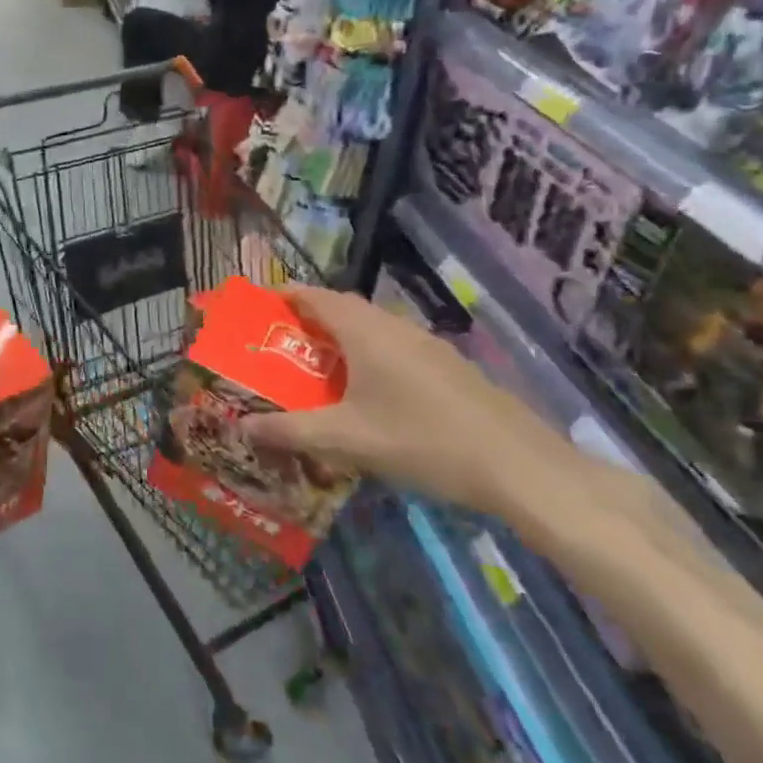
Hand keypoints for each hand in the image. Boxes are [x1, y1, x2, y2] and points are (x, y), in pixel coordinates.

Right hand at [240, 286, 578, 516]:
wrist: (520, 466)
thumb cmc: (421, 440)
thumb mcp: (345, 439)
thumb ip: (290, 430)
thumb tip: (242, 426)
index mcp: (364, 330)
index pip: (314, 295)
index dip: (284, 296)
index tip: (257, 309)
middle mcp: (393, 326)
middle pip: (342, 308)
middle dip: (308, 320)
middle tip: (280, 346)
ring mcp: (426, 344)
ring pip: (371, 329)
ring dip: (340, 340)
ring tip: (317, 370)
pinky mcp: (448, 367)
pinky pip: (394, 347)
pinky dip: (368, 357)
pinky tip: (368, 394)